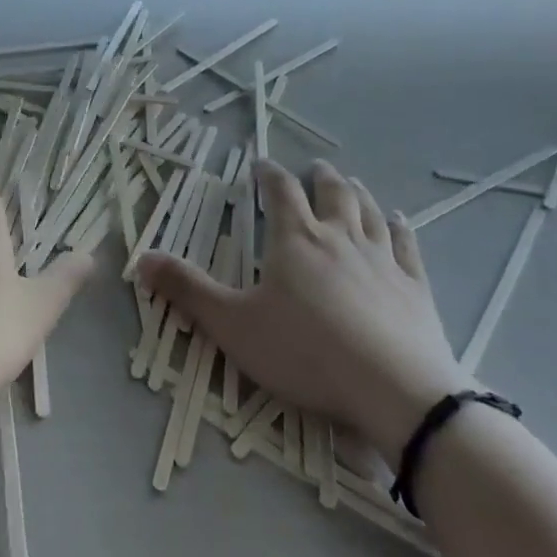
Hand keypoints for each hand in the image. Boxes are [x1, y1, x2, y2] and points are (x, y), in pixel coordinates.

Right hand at [136, 159, 469, 468]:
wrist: (395, 391)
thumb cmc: (306, 353)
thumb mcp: (234, 325)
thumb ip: (188, 290)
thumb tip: (141, 258)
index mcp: (296, 240)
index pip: (281, 192)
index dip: (269, 174)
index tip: (261, 165)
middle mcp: (340, 237)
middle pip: (332, 193)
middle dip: (319, 176)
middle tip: (313, 167)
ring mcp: (382, 259)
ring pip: (370, 212)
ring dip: (358, 193)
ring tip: (351, 182)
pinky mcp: (415, 286)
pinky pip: (408, 245)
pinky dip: (401, 228)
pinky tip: (400, 221)